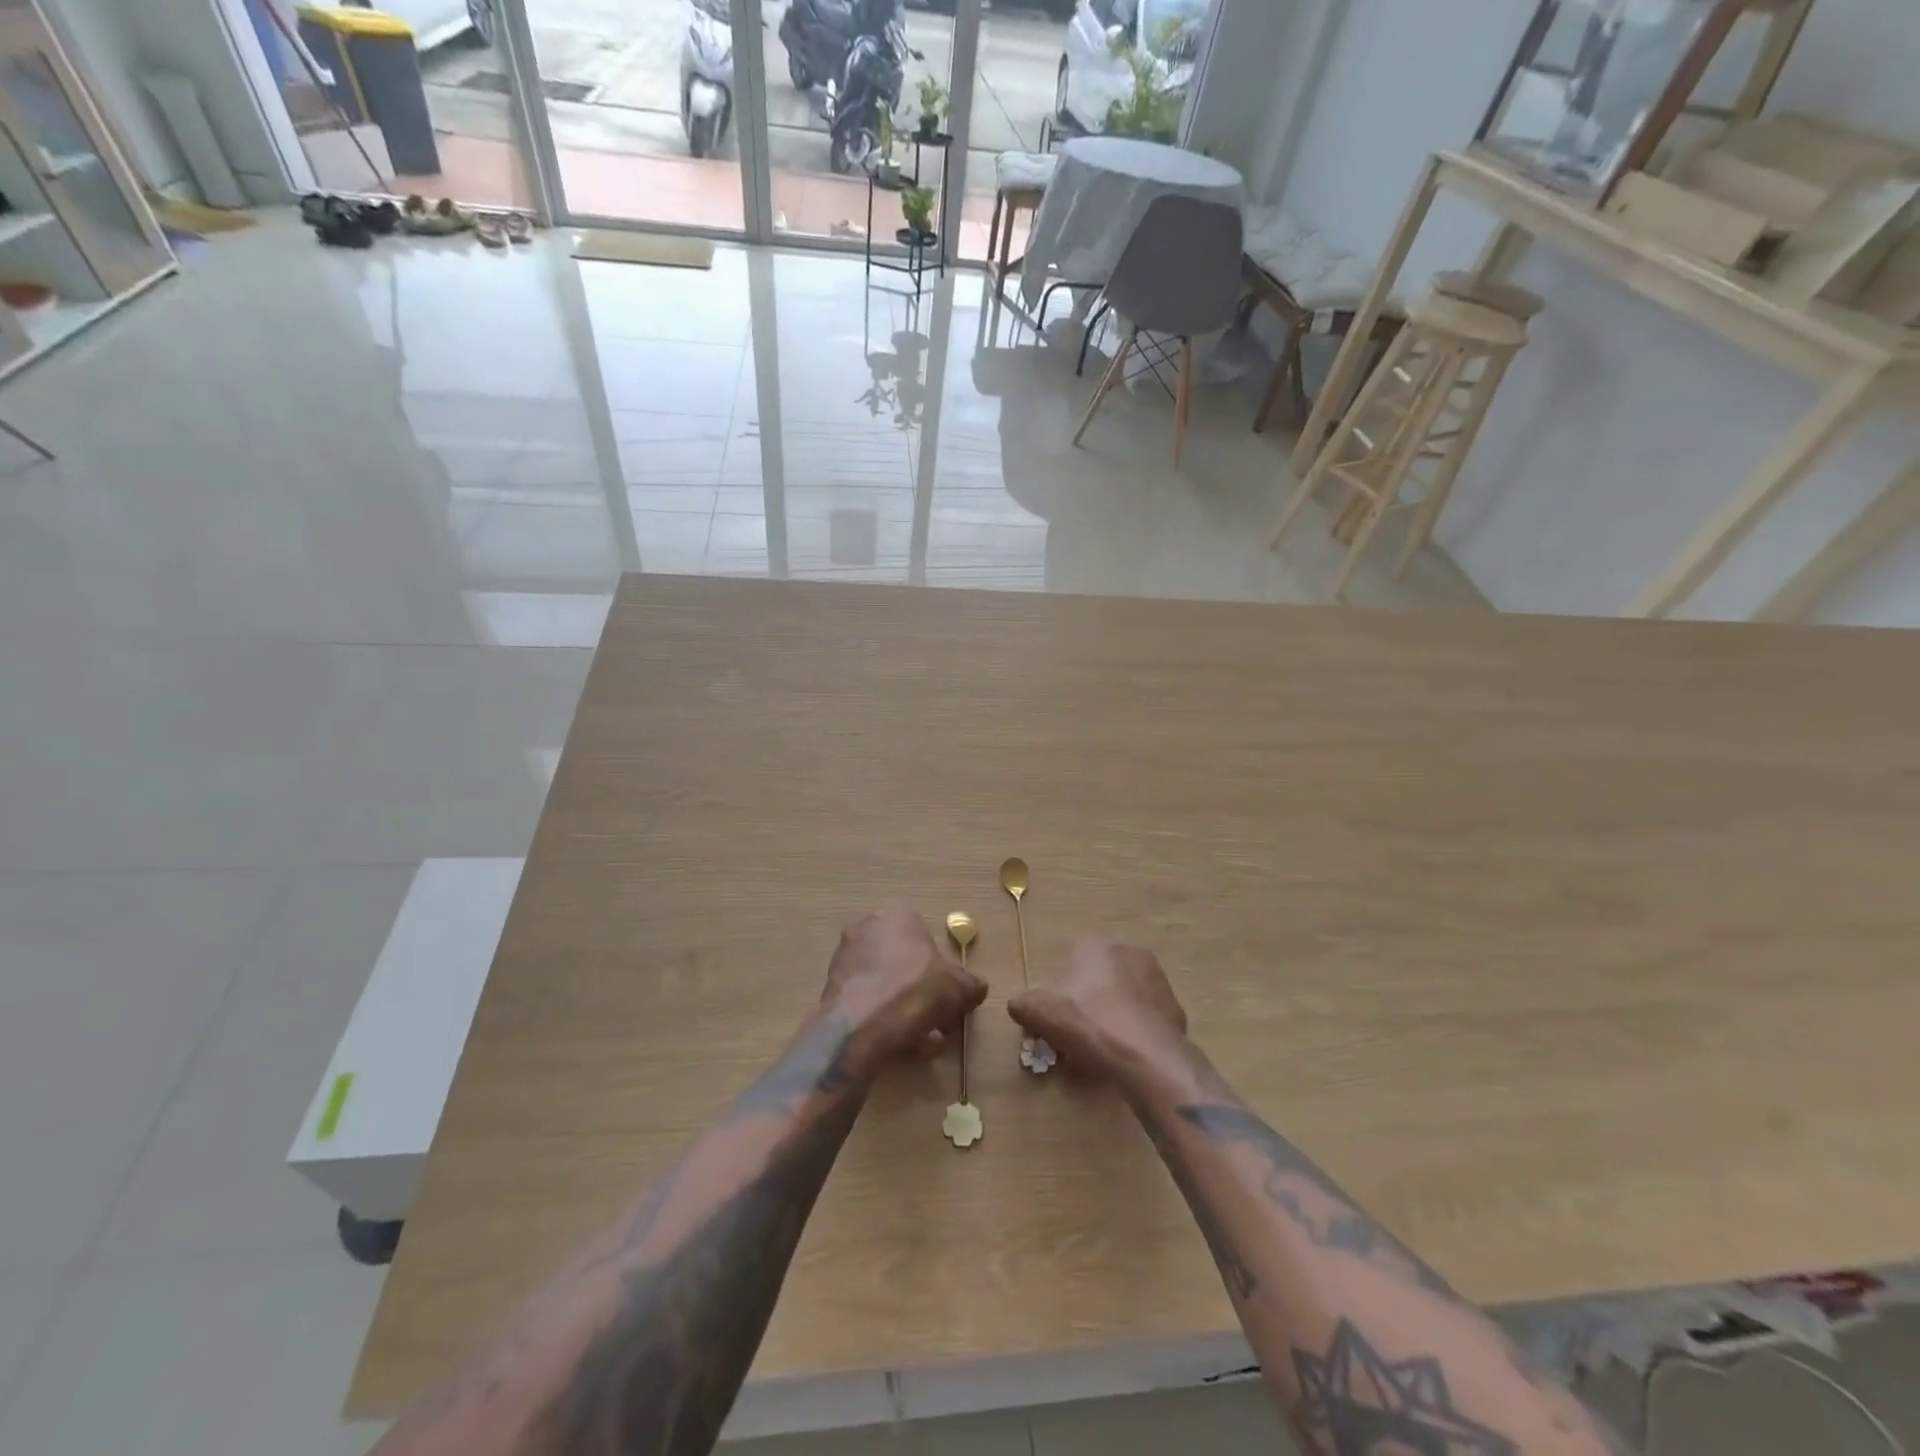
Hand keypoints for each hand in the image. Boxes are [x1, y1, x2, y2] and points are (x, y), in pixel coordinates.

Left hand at [824, 906, 986, 1074]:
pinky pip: (867, 998)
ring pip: (886, 982)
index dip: (941, 970)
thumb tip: (977, 988)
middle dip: (923, 991)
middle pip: (905, 961)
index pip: (927, 938)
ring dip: (904, 1007)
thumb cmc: (915, 992)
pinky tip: (898, 1043)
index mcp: (898, 914)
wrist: (860, 1026)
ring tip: (922, 1040)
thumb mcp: (959, 988)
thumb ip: (972, 985)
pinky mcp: (831, 984)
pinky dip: (882, 1016)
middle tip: (939, 1020)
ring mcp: (845, 955)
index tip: (949, 997)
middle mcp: (868, 926)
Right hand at [1008, 940, 1186, 1078]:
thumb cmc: (1088, 1023)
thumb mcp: (1039, 1012)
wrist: (1146, 1057)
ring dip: (1111, 1016)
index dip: (1059, 992)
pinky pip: (1145, 1019)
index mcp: (1096, 946)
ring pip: (1124, 997)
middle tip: (1075, 1034)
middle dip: (1086, 1002)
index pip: (1070, 962)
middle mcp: (1130, 952)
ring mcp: (1158, 981)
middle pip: (1098, 979)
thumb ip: (1023, 1004)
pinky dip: (1134, 1032)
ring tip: (1100, 1048)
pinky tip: (1125, 1054)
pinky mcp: (1176, 1010)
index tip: (1054, 1019)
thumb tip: (1019, 1006)